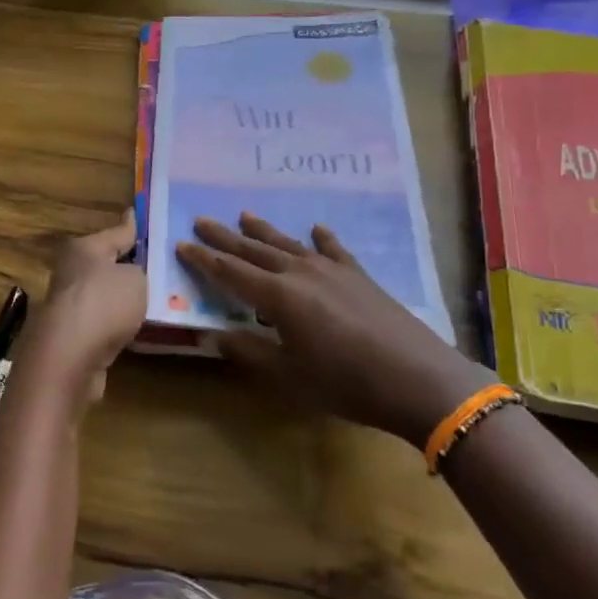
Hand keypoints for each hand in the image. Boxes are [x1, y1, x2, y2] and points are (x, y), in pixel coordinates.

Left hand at [14, 209, 145, 410]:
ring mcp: (69, 306)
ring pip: (104, 295)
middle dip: (128, 265)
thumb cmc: (104, 303)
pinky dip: (118, 324)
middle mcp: (70, 272)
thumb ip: (140, 271)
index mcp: (83, 248)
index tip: (137, 215)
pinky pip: (103, 323)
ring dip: (123, 299)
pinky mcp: (71, 336)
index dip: (132, 226)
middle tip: (158, 264)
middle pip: (106, 264)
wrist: (69, 358)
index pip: (116, 232)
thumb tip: (130, 275)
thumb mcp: (135, 278)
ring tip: (156, 298)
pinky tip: (139, 327)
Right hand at [177, 214, 488, 449]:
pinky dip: (321, 238)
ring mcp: (332, 270)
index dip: (204, 259)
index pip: (230, 272)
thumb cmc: (345, 383)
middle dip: (226, 237)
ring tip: (244, 215)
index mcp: (278, 296)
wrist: (416, 377)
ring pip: (289, 244)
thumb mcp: (289, 376)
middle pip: (255, 250)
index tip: (182, 244)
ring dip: (264, 231)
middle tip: (201, 220)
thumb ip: (249, 351)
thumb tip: (214, 334)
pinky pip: (333, 250)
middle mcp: (301, 273)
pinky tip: (315, 229)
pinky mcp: (359, 276)